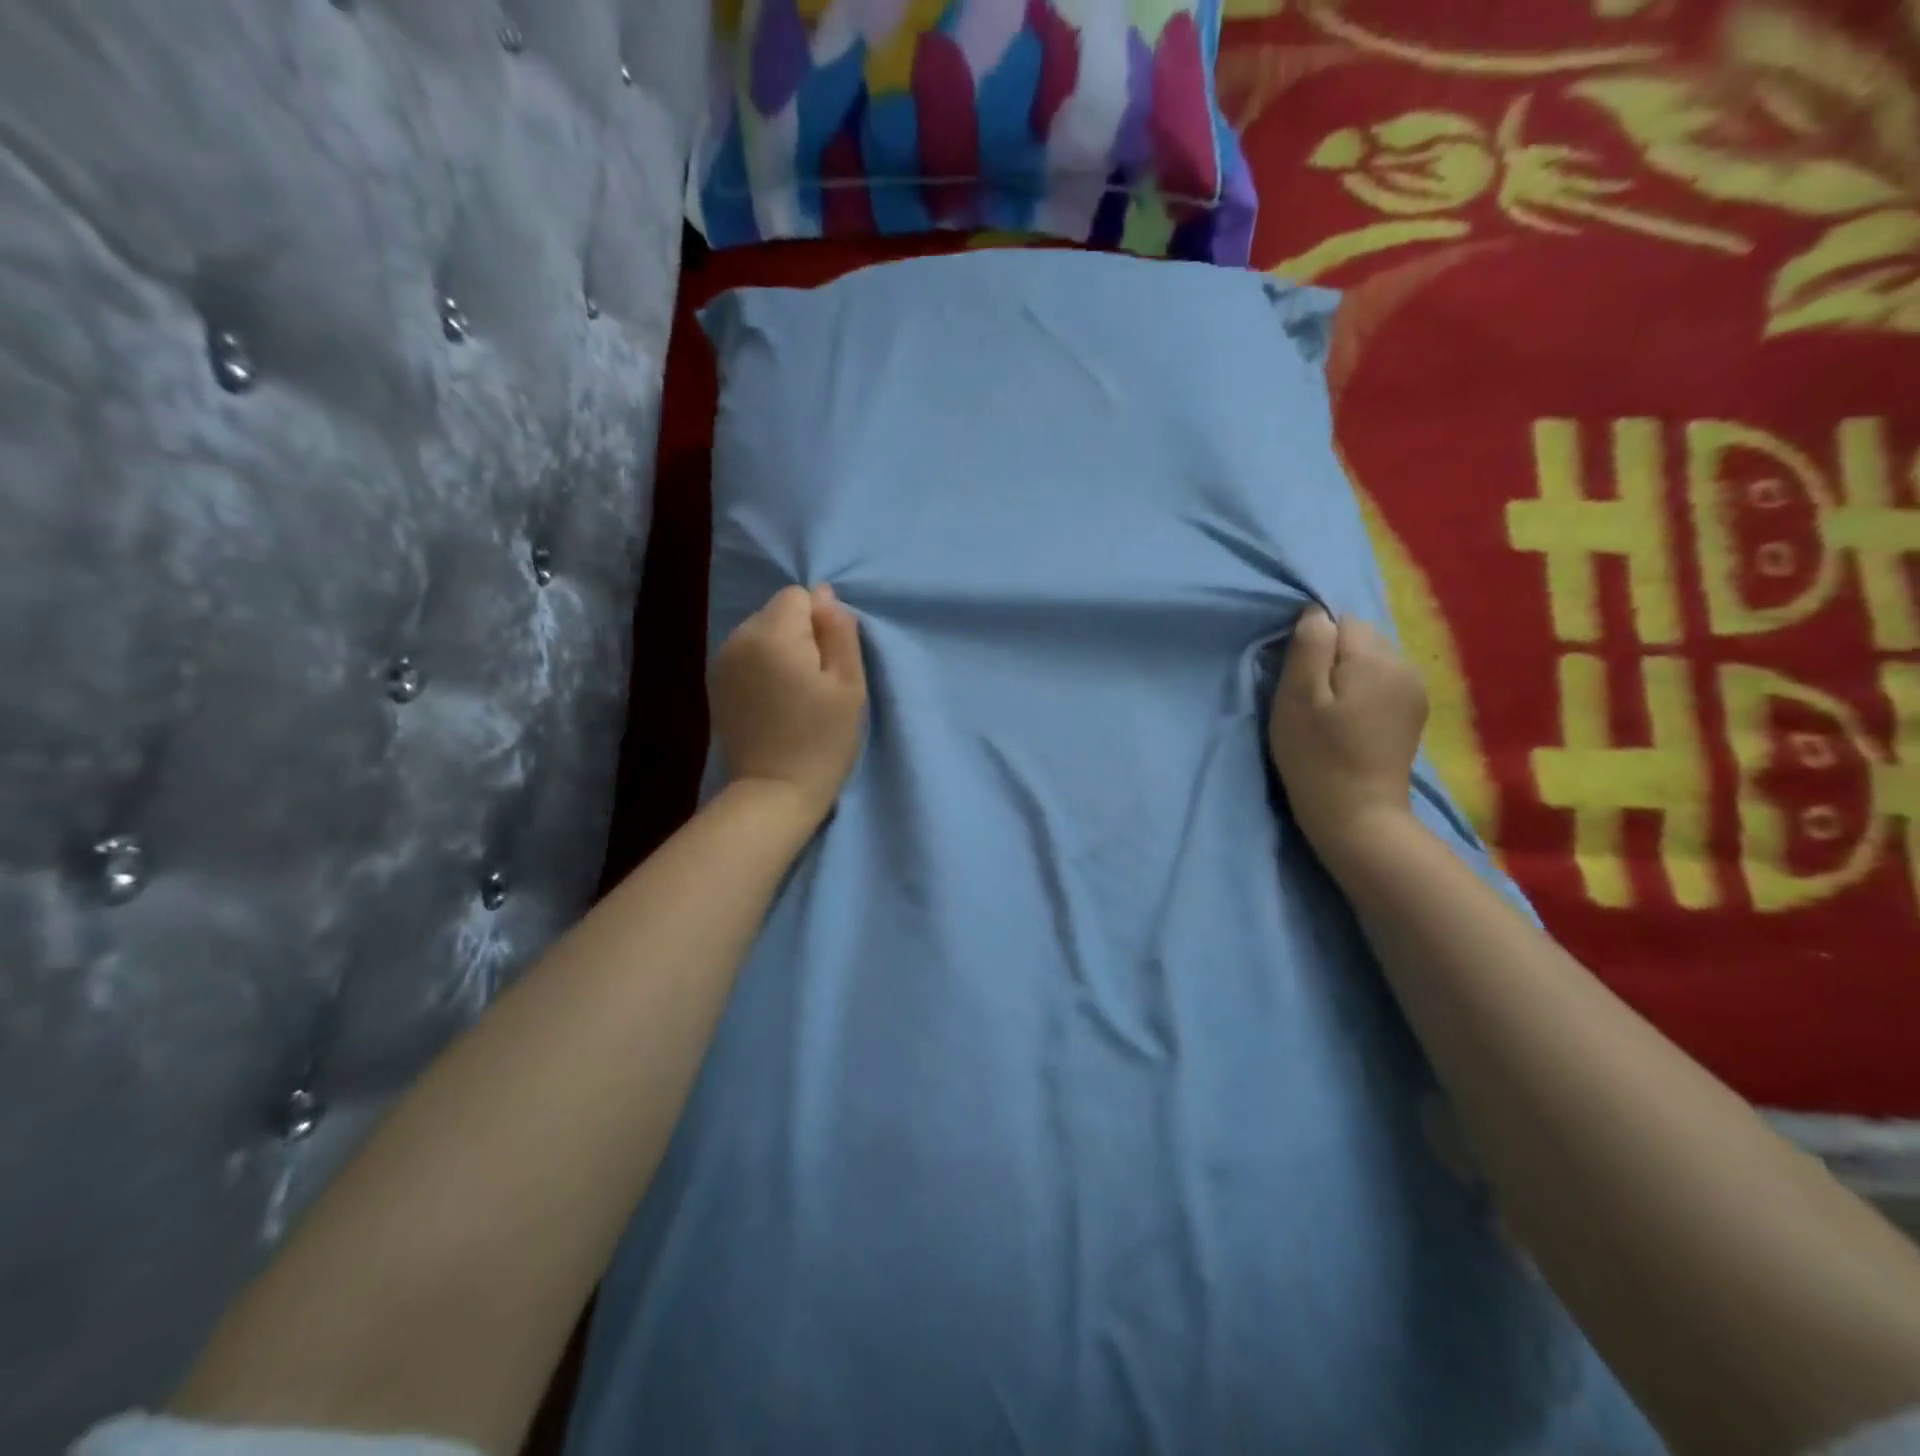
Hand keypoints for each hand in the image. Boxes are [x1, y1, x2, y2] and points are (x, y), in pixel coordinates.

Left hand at [711, 584, 867, 826]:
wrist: (774, 792)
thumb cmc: (822, 739)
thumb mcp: (849, 684)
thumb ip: (839, 632)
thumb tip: (825, 597)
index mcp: (772, 634)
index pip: (800, 596)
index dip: (822, 624)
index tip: (829, 664)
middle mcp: (738, 638)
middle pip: (778, 612)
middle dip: (800, 636)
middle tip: (815, 683)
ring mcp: (721, 661)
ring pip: (762, 633)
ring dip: (781, 652)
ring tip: (795, 694)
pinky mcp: (716, 684)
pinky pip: (747, 656)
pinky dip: (763, 668)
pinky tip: (773, 702)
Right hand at [1267, 605, 1426, 857]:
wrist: (1357, 815)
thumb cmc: (1316, 755)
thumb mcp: (1297, 698)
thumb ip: (1308, 647)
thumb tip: (1315, 613)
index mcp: (1374, 658)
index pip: (1340, 621)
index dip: (1313, 645)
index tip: (1298, 679)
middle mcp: (1404, 665)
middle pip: (1359, 639)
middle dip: (1332, 659)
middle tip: (1310, 700)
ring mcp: (1414, 690)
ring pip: (1370, 661)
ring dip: (1347, 677)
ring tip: (1329, 714)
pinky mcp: (1413, 713)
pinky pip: (1382, 683)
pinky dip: (1362, 694)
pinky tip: (1349, 724)